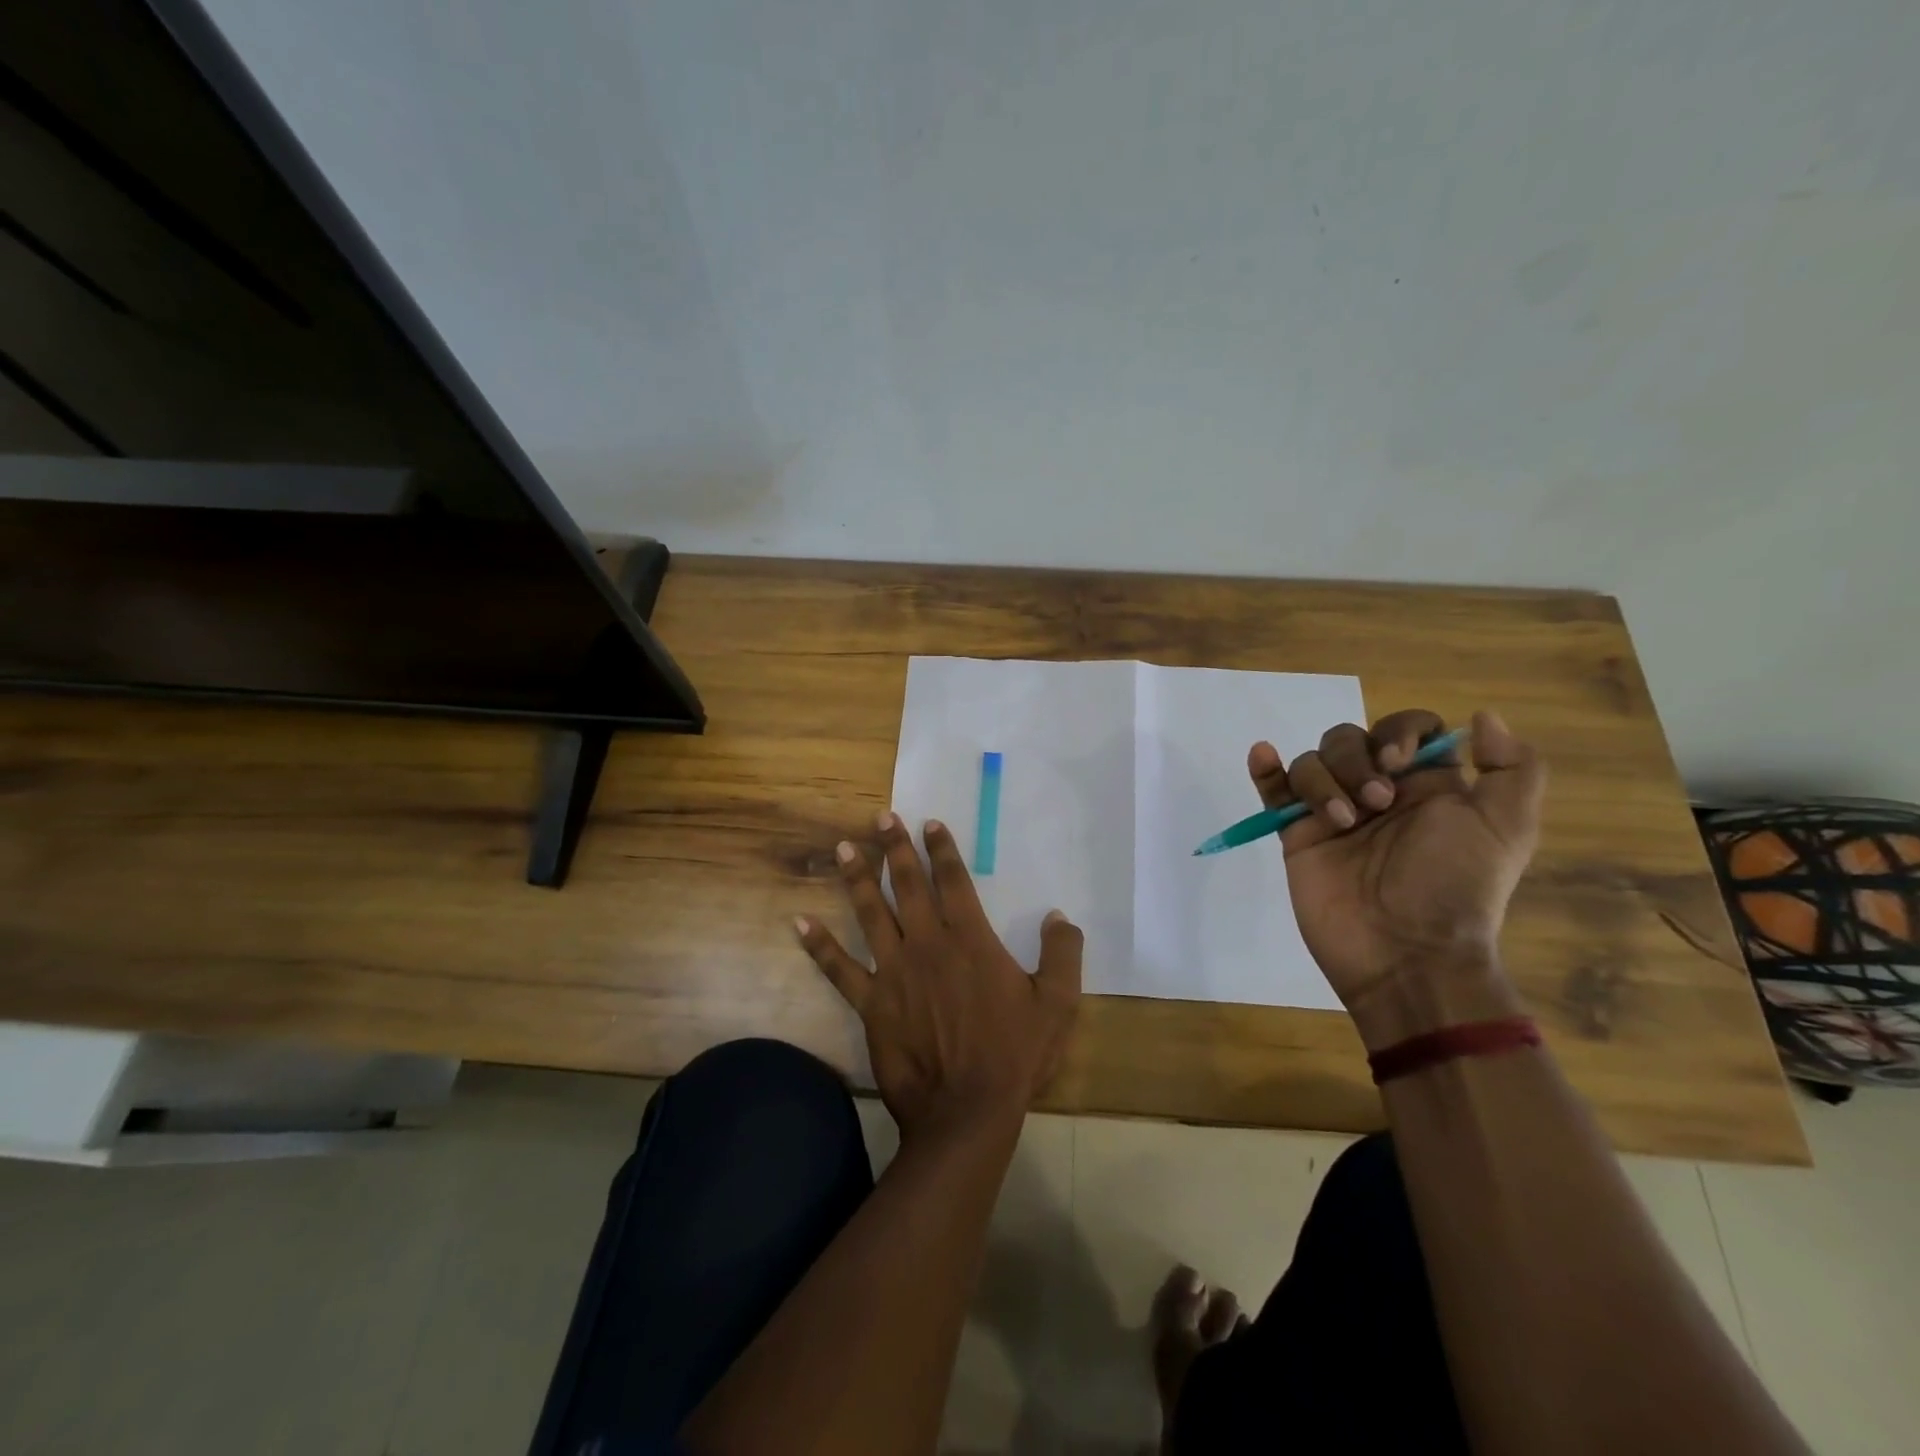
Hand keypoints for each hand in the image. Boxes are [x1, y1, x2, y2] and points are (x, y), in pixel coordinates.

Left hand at [796, 812, 1082, 1138]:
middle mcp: (927, 944)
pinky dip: (819, 945)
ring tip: (843, 849)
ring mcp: (894, 972)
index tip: (929, 823)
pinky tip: (800, 923)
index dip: (941, 849)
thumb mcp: (1057, 1004)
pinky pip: (839, 969)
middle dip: (895, 849)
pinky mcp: (871, 1003)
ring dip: (857, 879)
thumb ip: (1061, 955)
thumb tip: (1059, 917)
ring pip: (871, 915)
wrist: (966, 1111)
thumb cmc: (1014, 1055)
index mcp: (970, 940)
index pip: (954, 881)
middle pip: (909, 886)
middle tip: (881, 818)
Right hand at [1249, 708, 1545, 1047]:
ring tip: (1341, 822)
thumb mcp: (1507, 828)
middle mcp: (1377, 792)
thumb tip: (1481, 716)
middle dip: (1356, 760)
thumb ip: (1512, 768)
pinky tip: (1263, 755)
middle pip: (1350, 739)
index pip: (1405, 729)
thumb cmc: (1455, 887)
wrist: (1406, 952)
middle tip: (1376, 803)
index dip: (1399, 732)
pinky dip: (1265, 770)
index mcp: (1427, 786)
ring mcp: (1333, 813)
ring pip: (1312, 761)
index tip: (1399, 761)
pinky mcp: (1298, 835)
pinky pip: (1274, 791)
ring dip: (1323, 780)